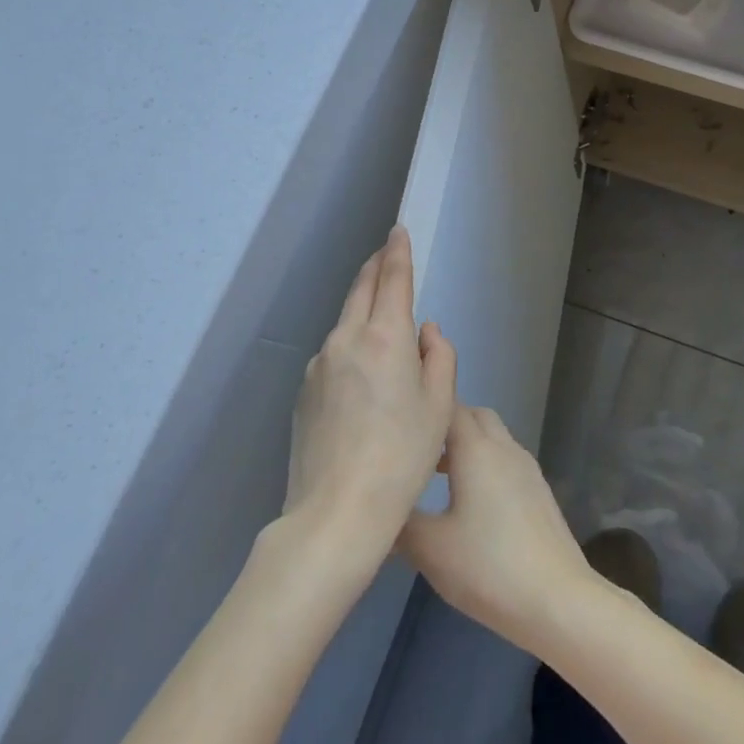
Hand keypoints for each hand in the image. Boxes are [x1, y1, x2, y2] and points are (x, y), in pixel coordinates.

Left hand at [284, 227, 455, 566]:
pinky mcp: (303, 392)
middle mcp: (346, 339)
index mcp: (385, 336)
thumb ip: (438, 356)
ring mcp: (319, 365)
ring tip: (382, 327)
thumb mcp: (439, 406)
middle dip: (375, 267)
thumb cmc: (403, 456)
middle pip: (360, 290)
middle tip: (386, 254)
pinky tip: (361, 379)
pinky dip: (350, 348)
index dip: (397, 251)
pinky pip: (333, 356)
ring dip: (362, 311)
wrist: (336, 512)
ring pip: (345, 323)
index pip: (392, 278)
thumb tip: (425, 331)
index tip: (397, 231)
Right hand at [399, 405, 593, 653]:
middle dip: (447, 424)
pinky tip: (471, 502)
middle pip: (475, 416)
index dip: (425, 408)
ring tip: (437, 476)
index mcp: (477, 449)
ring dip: (467, 446)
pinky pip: (506, 460)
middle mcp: (504, 447)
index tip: (400, 422)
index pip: (450, 407)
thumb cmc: (488, 566)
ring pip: (493, 438)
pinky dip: (485, 464)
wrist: (556, 598)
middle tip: (417, 450)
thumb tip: (382, 506)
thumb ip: (402, 522)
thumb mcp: (431, 549)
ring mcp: (526, 468)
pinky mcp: (539, 491)